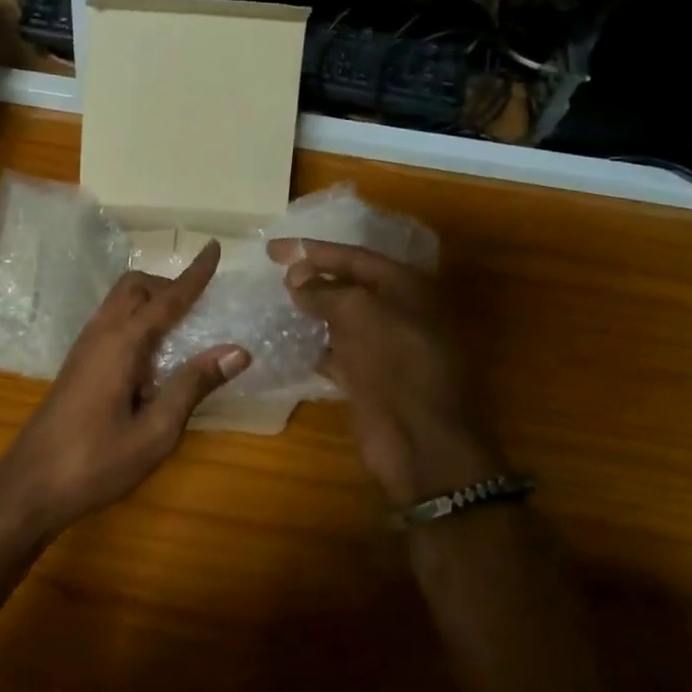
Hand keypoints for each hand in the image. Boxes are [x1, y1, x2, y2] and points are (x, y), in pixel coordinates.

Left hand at [0, 241, 249, 536]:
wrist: (30, 487)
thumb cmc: (96, 462)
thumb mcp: (156, 431)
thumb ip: (193, 385)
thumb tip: (238, 350)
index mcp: (121, 343)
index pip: (167, 298)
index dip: (194, 275)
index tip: (214, 248)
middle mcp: (100, 334)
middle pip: (135, 286)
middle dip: (168, 284)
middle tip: (201, 305)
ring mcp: (83, 348)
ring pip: (119, 302)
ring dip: (151, 301)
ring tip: (183, 327)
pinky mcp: (77, 364)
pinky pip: (111, 322)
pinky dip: (137, 320)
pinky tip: (152, 356)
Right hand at [266, 238, 497, 506]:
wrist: (420, 442)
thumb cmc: (394, 366)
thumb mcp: (359, 314)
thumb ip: (326, 291)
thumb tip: (296, 275)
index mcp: (406, 287)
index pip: (354, 256)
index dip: (312, 250)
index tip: (272, 249)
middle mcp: (399, 311)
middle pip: (350, 285)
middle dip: (313, 277)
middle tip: (273, 271)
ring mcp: (387, 347)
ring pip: (344, 318)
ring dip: (313, 310)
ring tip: (276, 303)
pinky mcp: (372, 378)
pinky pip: (339, 351)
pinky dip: (317, 346)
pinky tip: (290, 343)